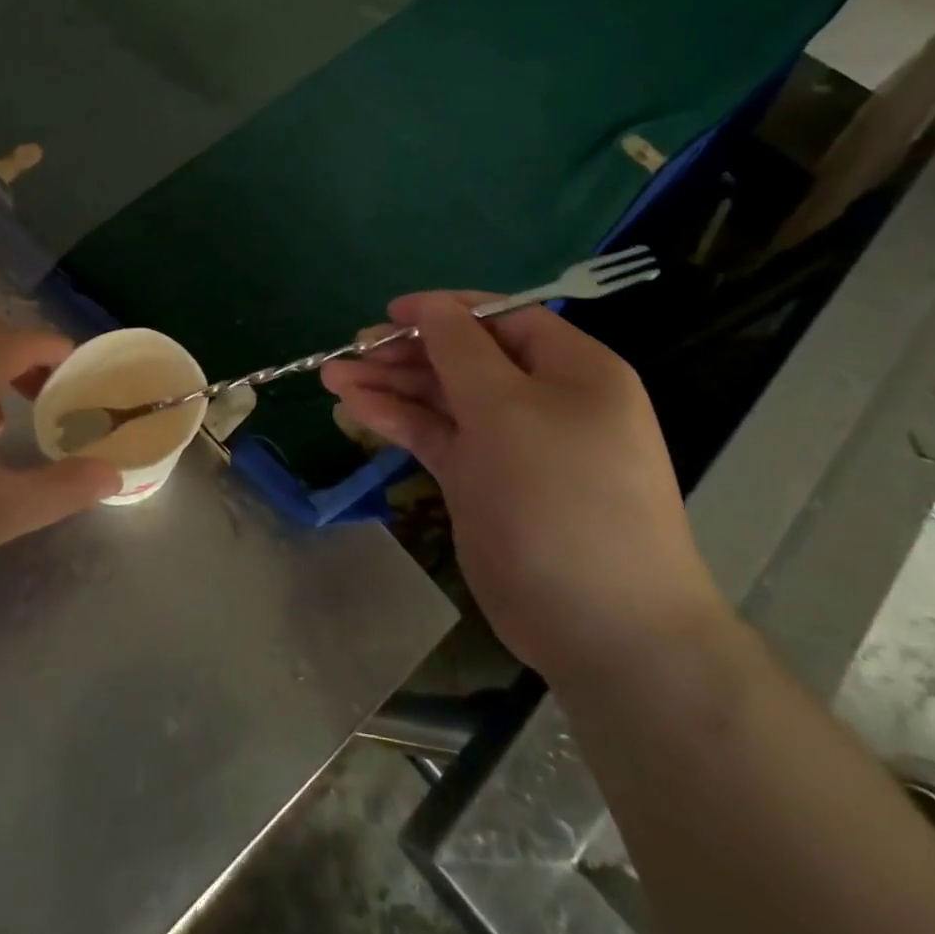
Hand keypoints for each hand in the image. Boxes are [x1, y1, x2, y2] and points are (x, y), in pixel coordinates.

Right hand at [321, 293, 725, 682]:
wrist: (600, 628)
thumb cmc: (559, 496)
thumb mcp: (507, 408)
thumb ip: (461, 348)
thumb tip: (430, 305)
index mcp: (572, 370)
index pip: (502, 318)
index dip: (445, 310)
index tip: (391, 312)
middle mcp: (543, 400)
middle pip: (465, 357)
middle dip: (407, 351)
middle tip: (352, 349)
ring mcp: (510, 444)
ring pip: (442, 397)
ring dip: (390, 384)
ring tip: (334, 377)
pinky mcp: (482, 480)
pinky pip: (435, 435)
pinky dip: (397, 419)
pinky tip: (354, 408)